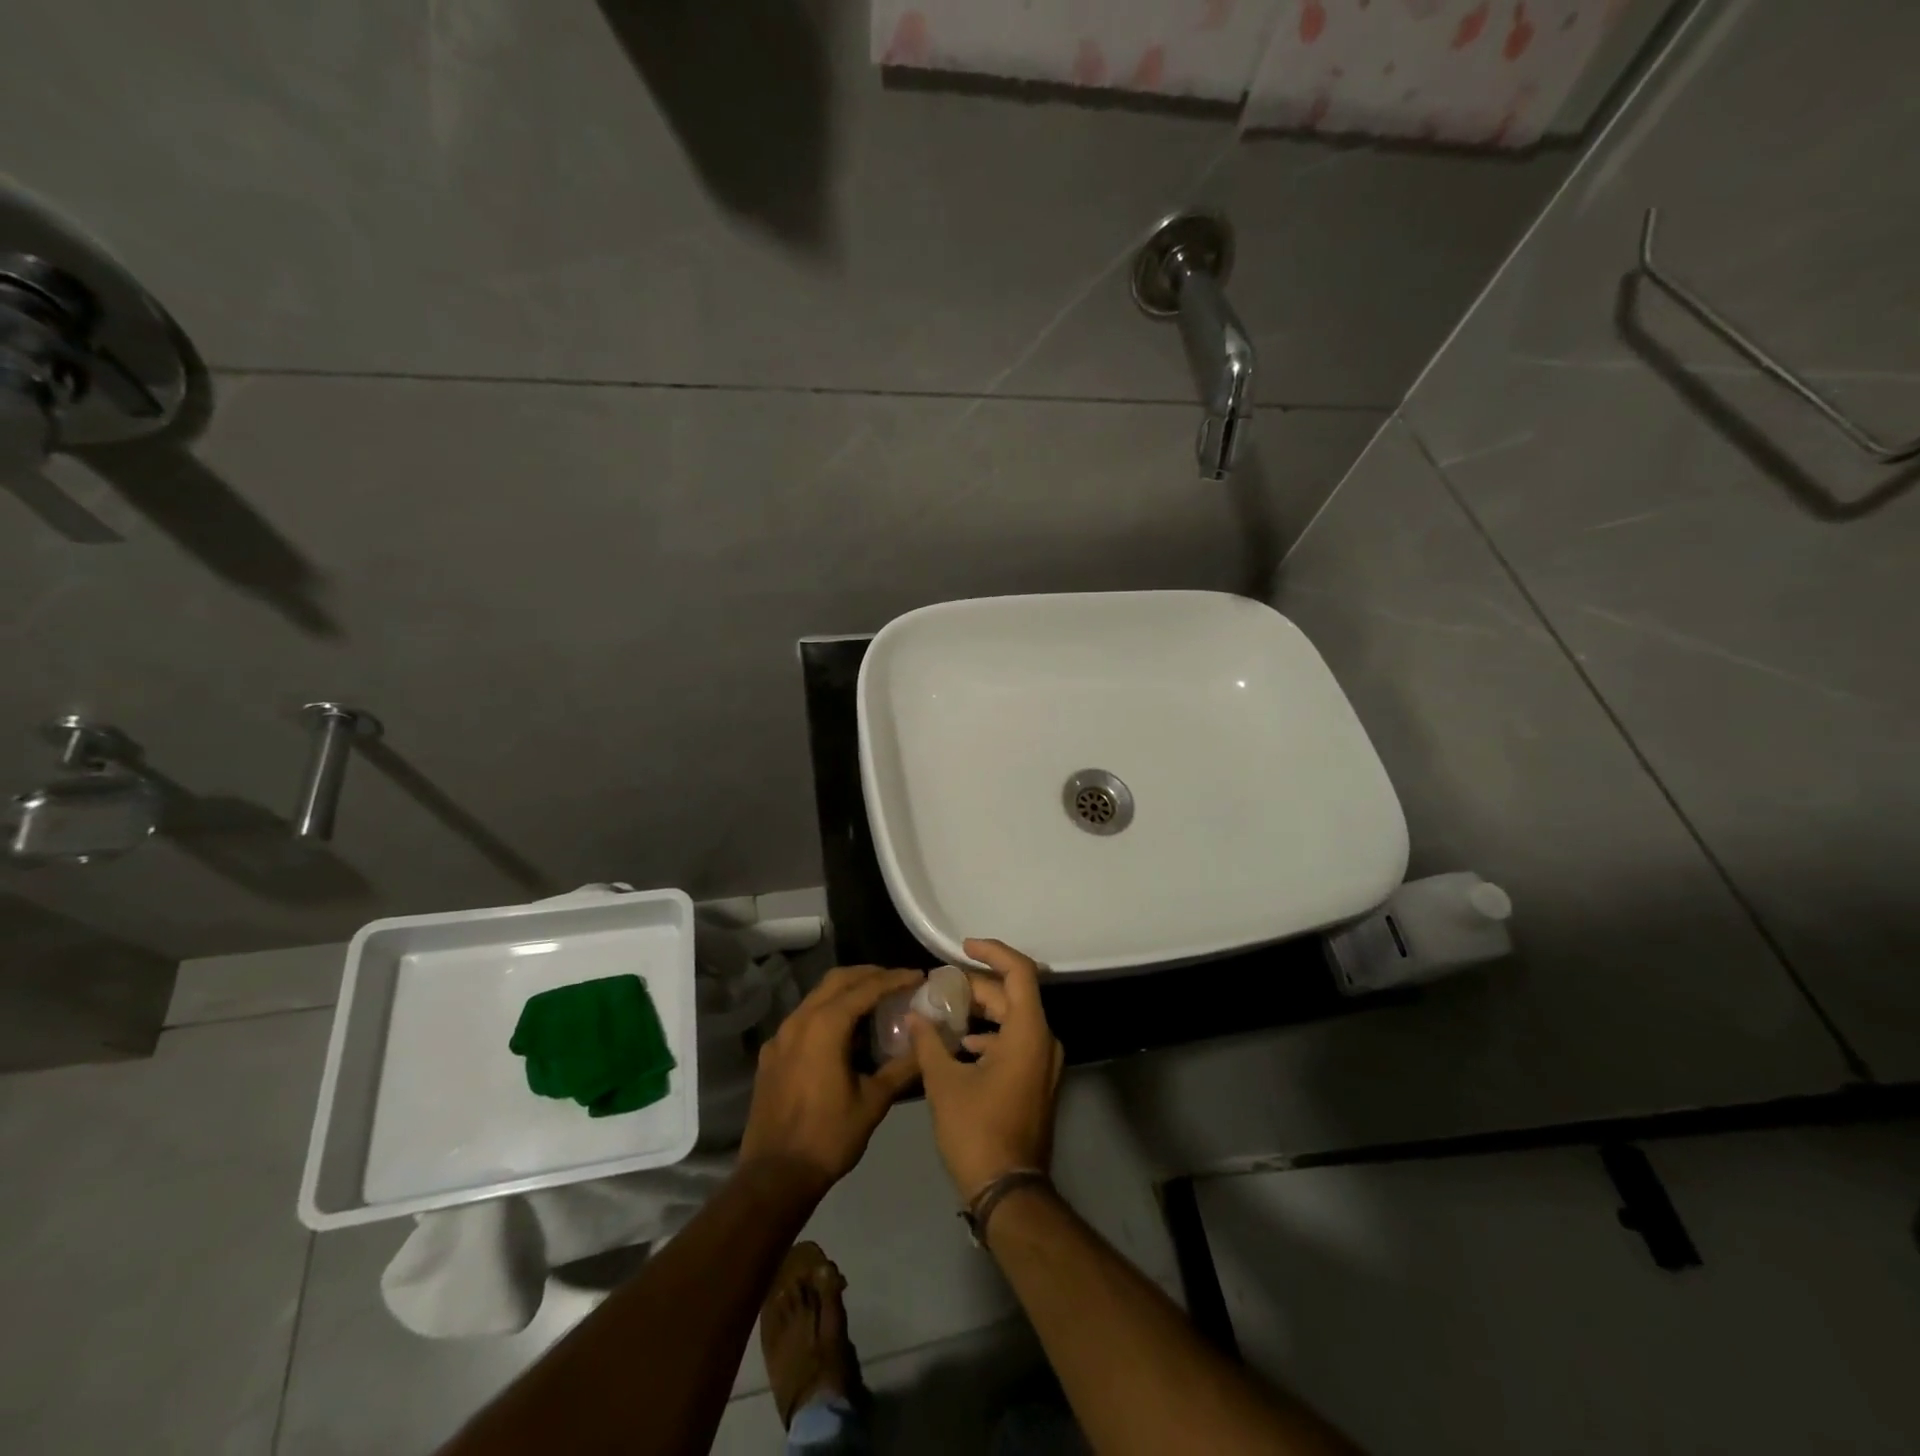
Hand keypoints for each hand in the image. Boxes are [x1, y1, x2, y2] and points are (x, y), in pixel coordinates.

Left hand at [740, 965, 924, 1194]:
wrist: (774, 1175)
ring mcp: (780, 1036)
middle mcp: (799, 1020)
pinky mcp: (771, 1053)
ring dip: (847, 991)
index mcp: (825, 1025)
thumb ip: (902, 1067)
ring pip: (817, 996)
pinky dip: (827, 1012)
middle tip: (898, 981)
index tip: (918, 976)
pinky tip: (842, 1034)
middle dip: (869, 975)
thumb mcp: (873, 1101)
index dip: (895, 978)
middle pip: (838, 980)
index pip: (866, 987)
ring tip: (875, 1002)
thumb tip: (928, 1042)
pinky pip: (803, 1018)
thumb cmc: (828, 1136)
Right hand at [909, 939, 1063, 1201]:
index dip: (992, 952)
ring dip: (981, 1011)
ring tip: (944, 1011)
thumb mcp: (944, 1083)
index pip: (1019, 971)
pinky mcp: (1037, 1081)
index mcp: (1028, 1032)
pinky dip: (989, 1035)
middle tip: (939, 986)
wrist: (1009, 1192)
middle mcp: (1044, 1040)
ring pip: (1013, 1019)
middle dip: (976, 986)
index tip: (962, 947)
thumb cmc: (977, 1131)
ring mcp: (1044, 1063)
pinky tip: (960, 1045)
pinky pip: (1016, 1041)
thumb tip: (915, 1015)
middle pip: (1012, 995)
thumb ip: (929, 1042)